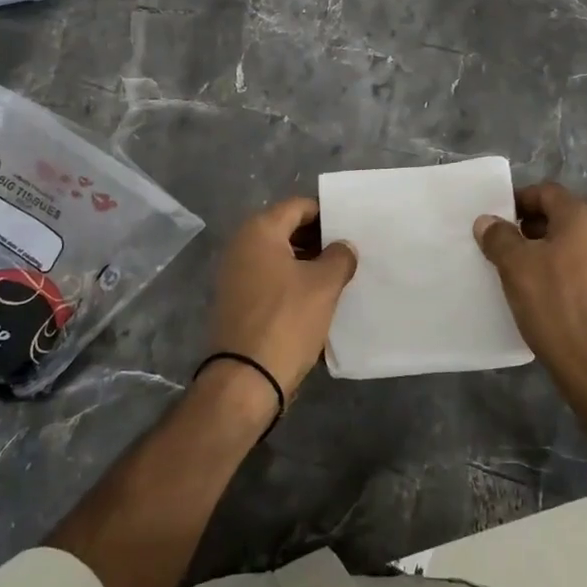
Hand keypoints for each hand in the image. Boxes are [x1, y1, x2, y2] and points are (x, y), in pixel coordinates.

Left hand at [207, 196, 357, 402]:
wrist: (245, 379)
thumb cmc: (287, 320)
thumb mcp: (324, 284)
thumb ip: (340, 256)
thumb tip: (343, 247)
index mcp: (259, 231)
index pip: (299, 206)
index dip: (327, 214)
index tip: (351, 229)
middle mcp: (241, 245)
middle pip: (286, 229)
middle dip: (318, 239)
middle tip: (348, 252)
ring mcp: (235, 274)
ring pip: (278, 256)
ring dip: (306, 262)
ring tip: (337, 276)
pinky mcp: (236, 301)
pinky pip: (269, 279)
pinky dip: (291, 282)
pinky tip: (315, 298)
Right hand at [474, 182, 586, 398]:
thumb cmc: (556, 306)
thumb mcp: (516, 268)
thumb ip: (500, 238)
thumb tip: (488, 221)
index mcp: (582, 217)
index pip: (547, 192)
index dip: (519, 200)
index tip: (497, 220)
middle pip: (566, 212)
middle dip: (537, 222)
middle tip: (513, 241)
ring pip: (577, 239)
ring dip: (551, 245)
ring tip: (523, 268)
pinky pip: (585, 264)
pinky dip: (565, 267)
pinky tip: (545, 291)